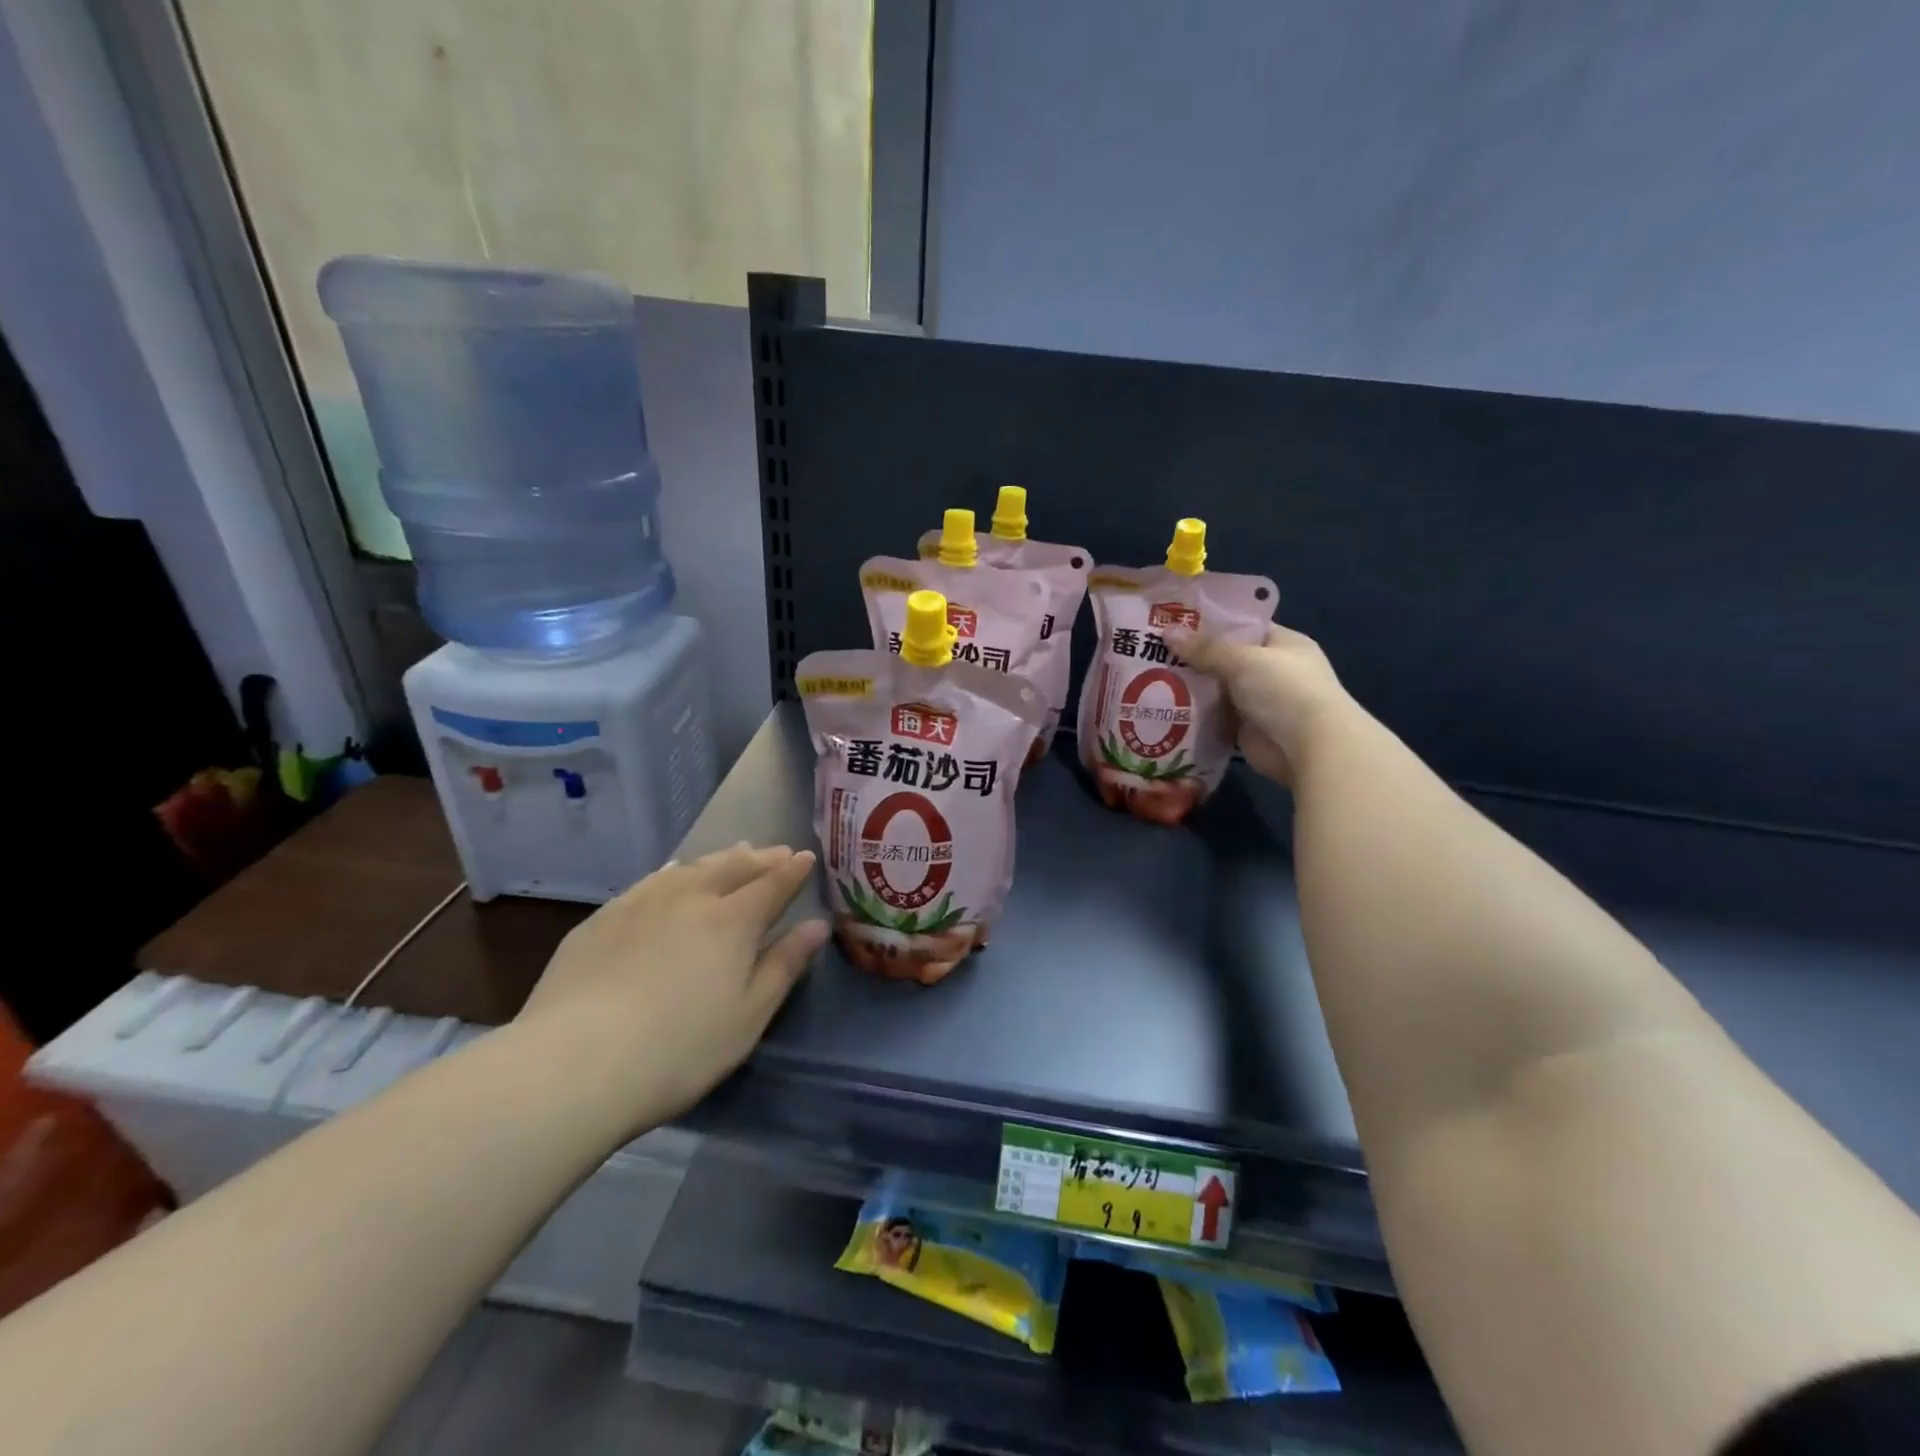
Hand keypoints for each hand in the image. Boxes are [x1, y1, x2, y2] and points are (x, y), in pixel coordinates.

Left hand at [515, 843, 828, 1132]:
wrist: (575, 1063)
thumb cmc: (680, 1048)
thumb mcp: (748, 1016)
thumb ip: (784, 965)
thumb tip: (817, 926)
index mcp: (733, 921)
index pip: (772, 884)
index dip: (792, 871)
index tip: (806, 858)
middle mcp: (691, 897)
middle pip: (733, 867)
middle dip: (760, 858)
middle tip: (776, 852)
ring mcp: (642, 902)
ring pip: (692, 868)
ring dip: (720, 858)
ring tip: (735, 852)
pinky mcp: (604, 917)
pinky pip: (651, 880)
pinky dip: (675, 871)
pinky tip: (672, 873)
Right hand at [1170, 624, 1357, 785]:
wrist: (1309, 747)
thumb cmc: (1284, 690)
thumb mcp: (1243, 660)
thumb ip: (1205, 648)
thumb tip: (1167, 631)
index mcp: (1282, 644)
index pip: (1243, 626)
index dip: (1211, 622)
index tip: (1176, 620)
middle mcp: (1272, 670)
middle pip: (1226, 658)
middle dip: (1194, 656)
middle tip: (1152, 649)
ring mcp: (1259, 701)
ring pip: (1218, 688)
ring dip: (1191, 686)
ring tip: (1151, 675)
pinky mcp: (1246, 729)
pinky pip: (1215, 716)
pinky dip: (1195, 714)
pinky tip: (1164, 706)